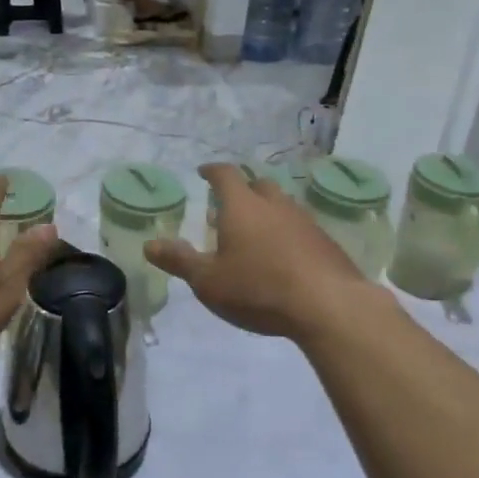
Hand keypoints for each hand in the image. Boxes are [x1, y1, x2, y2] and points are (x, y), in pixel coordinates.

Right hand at [147, 164, 373, 340]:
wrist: (329, 306)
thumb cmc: (259, 289)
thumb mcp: (209, 281)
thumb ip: (179, 261)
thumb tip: (149, 245)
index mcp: (242, 207)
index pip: (225, 175)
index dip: (212, 171)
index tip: (203, 172)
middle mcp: (274, 205)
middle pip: (258, 185)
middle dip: (242, 190)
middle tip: (228, 206)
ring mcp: (305, 221)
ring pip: (282, 205)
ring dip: (266, 212)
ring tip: (255, 233)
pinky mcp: (326, 243)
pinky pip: (300, 227)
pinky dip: (287, 233)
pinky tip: (284, 256)